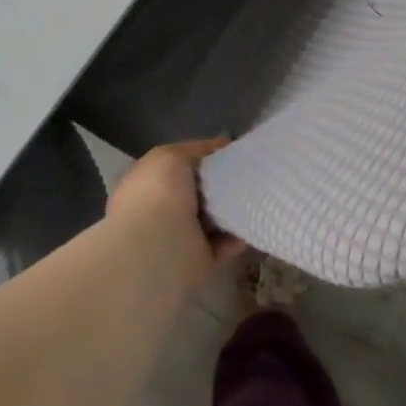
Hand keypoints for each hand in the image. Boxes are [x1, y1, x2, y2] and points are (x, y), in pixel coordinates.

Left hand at [105, 136, 244, 294]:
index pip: (177, 168)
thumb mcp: (172, 155)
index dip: (203, 158)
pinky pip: (225, 243)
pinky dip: (241, 234)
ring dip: (233, 209)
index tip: (231, 152)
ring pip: (213, 218)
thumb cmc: (158, 195)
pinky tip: (258, 218)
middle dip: (221, 183)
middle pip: (198, 193)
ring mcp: (179, 238)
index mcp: (146, 186)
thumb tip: (223, 145)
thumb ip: (197, 149)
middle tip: (250, 171)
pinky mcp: (199, 260)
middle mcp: (160, 212)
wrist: (157, 250)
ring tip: (259, 192)